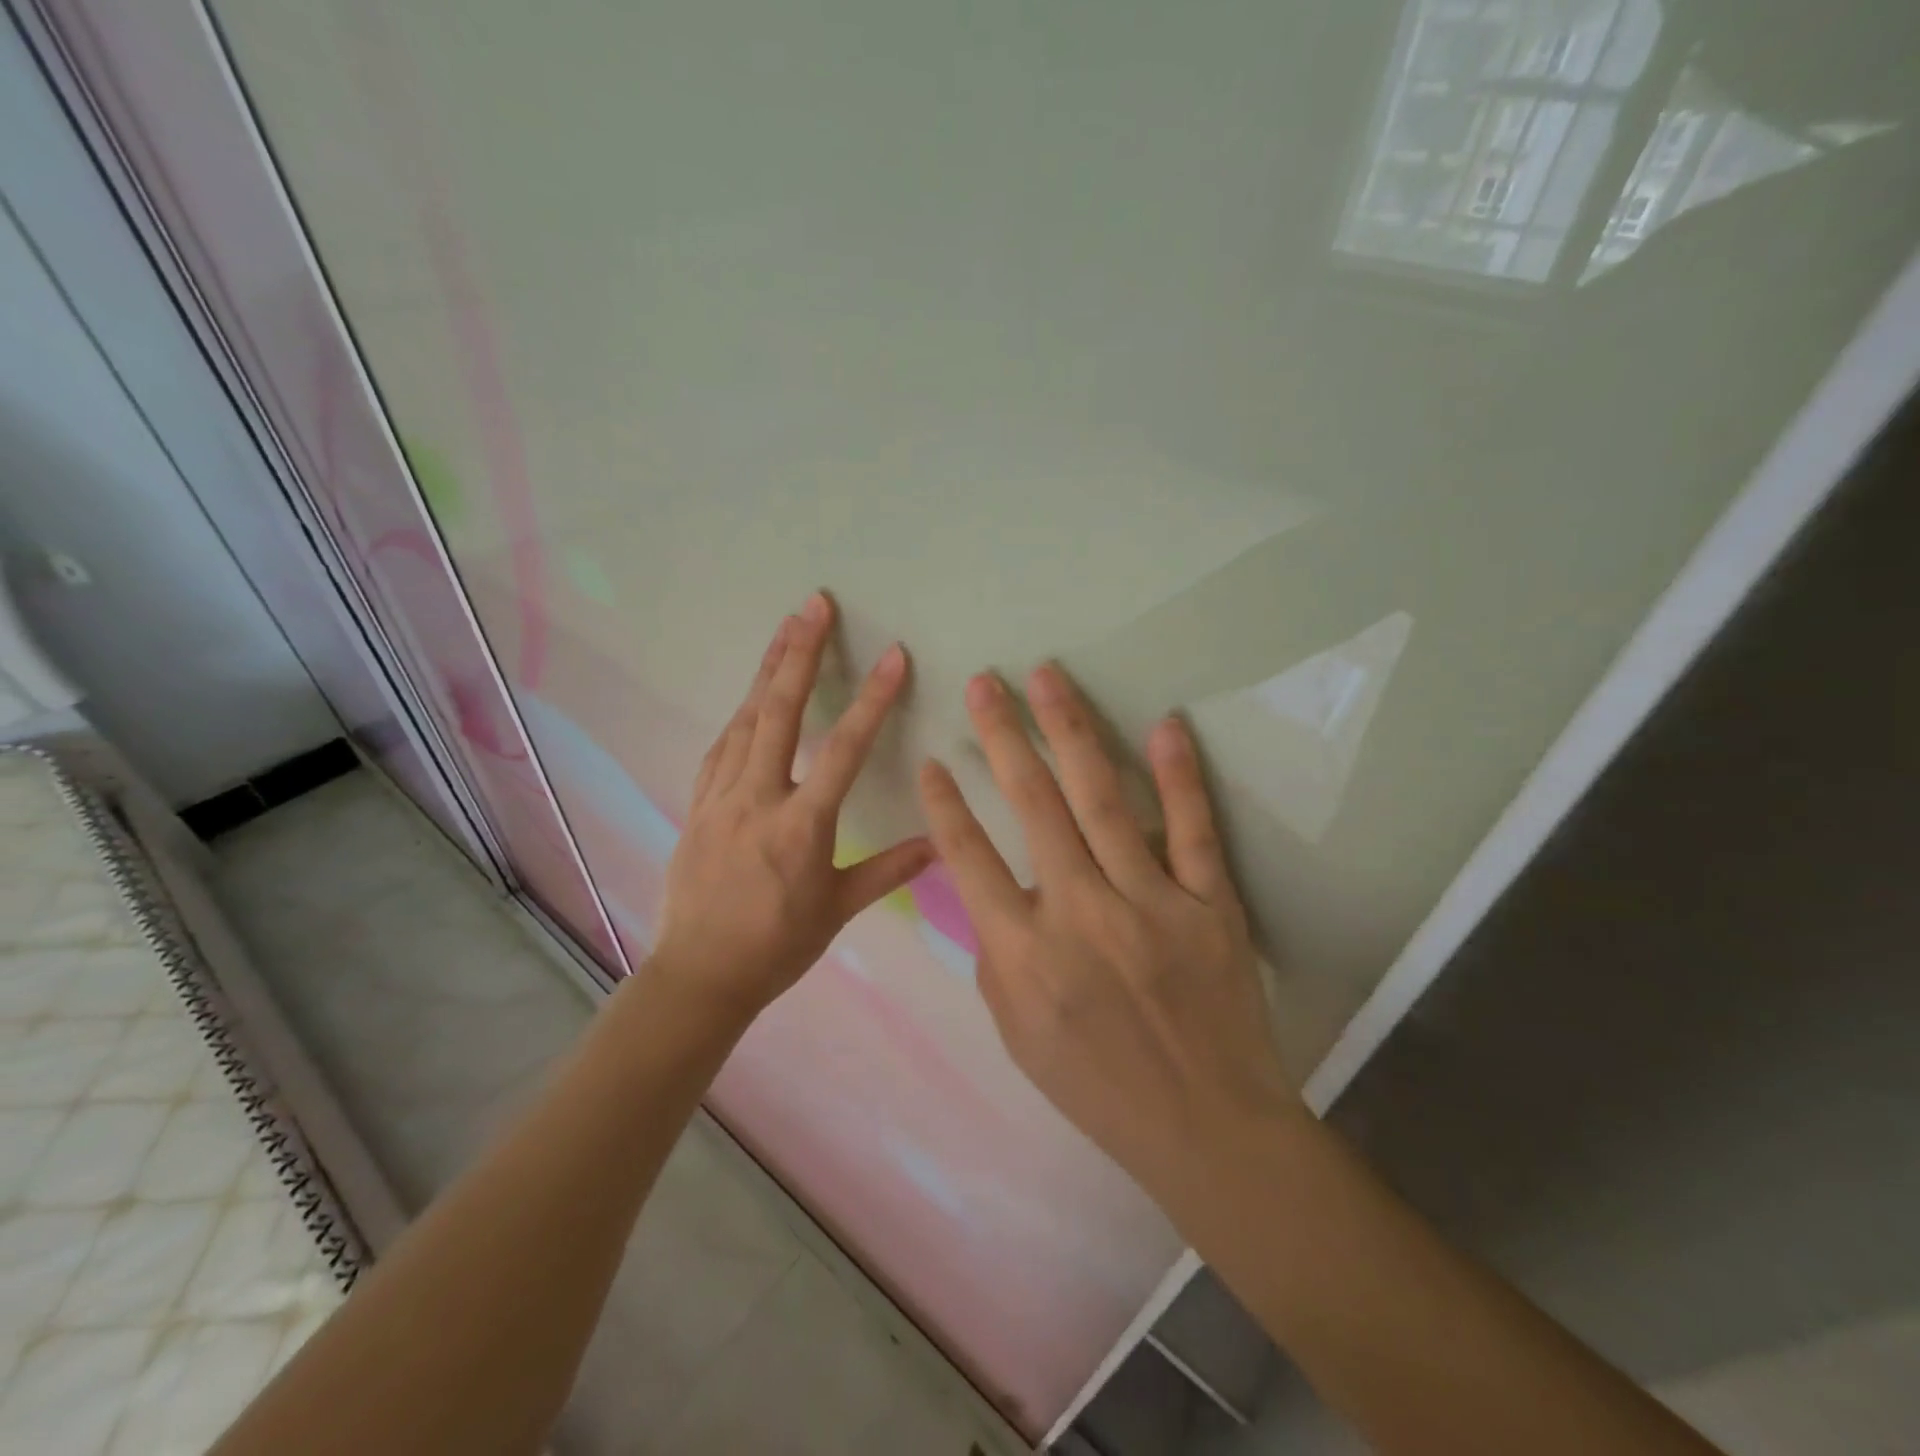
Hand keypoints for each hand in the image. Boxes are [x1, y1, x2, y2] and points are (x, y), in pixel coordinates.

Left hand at [651, 593, 933, 1022]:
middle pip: (779, 713)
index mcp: (800, 826)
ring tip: (785, 630)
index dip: (872, 700)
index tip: (893, 657)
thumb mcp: (837, 911)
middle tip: (813, 605)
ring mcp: (720, 798)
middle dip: (799, 655)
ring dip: (767, 672)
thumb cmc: (775, 947)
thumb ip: (887, 870)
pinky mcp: (696, 806)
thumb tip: (939, 843)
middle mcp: (756, 799)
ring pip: (744, 721)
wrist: (698, 976)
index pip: (844, 750)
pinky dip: (739, 716)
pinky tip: (749, 700)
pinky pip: (720, 749)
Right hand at [916, 664, 1301, 1206]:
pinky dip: (1178, 775)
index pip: (969, 858)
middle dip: (1002, 736)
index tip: (933, 756)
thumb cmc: (1096, 1085)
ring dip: (1070, 730)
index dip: (945, 802)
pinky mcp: (1210, 904)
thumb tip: (984, 886)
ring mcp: (1151, 904)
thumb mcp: (1016, 1032)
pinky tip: (1163, 724)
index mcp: (1025, 954)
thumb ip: (995, 953)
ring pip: (1103, 800)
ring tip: (1047, 677)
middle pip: (1033, 806)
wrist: (1206, 1127)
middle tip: (984, 682)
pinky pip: (1193, 829)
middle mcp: (1082, 915)